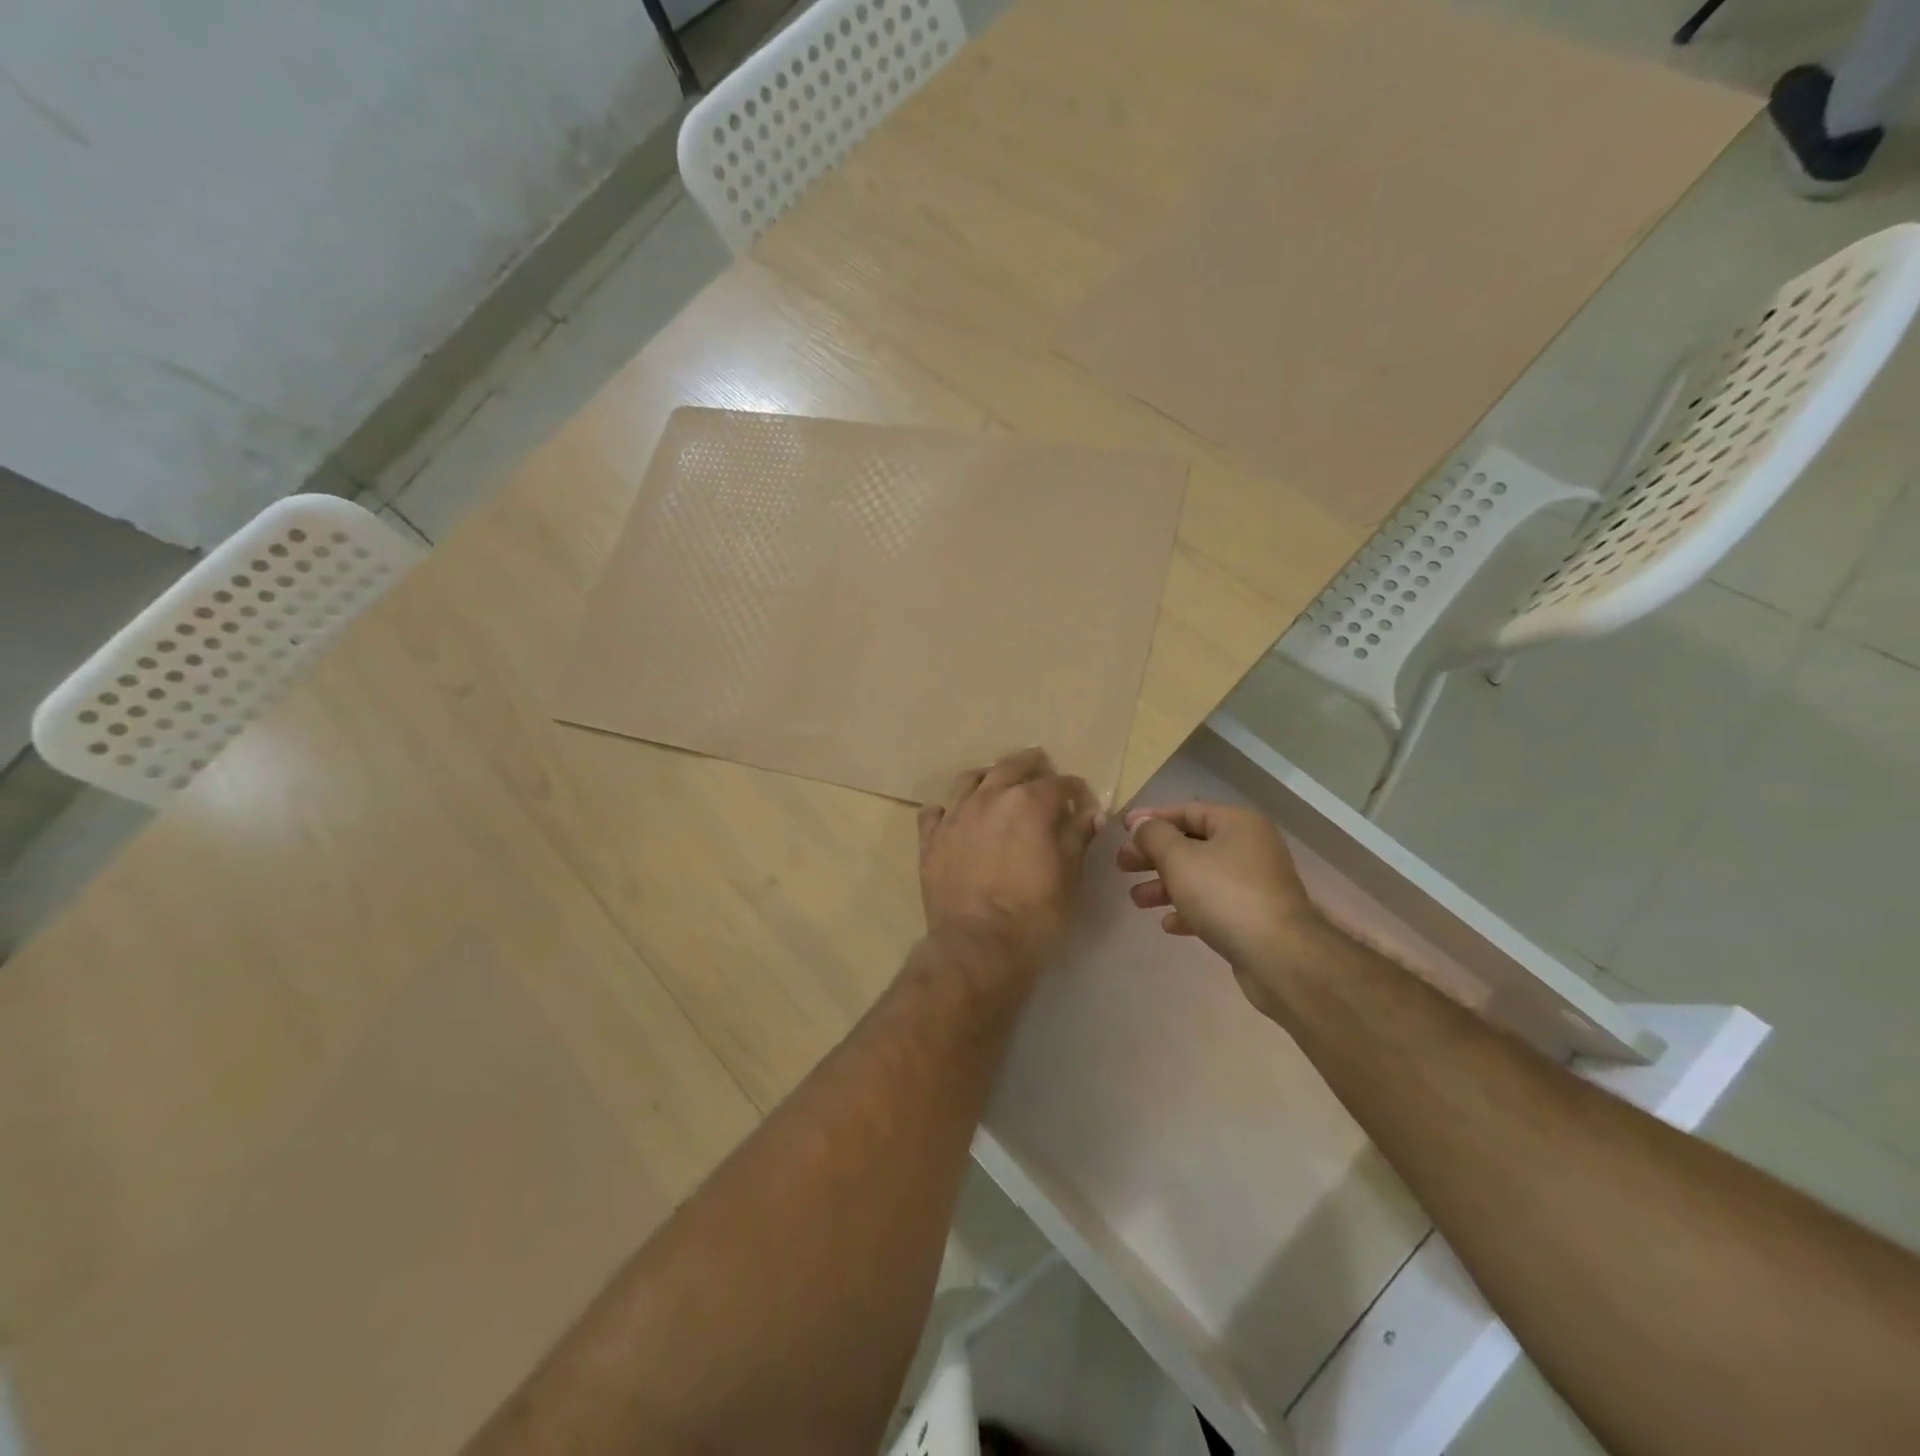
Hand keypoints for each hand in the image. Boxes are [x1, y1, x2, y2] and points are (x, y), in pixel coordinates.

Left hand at [917, 747, 1103, 977]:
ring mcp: (955, 816)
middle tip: (1041, 765)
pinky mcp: (930, 839)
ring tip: (996, 783)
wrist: (977, 946)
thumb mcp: (1068, 877)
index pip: (1058, 783)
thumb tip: (1089, 814)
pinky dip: (948, 809)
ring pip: (969, 779)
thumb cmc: (1033, 914)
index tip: (1082, 801)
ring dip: (988, 777)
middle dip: (1031, 764)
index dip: (1074, 790)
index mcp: (1029, 804)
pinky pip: (935, 811)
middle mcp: (989, 798)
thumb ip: (1077, 839)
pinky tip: (955, 816)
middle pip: (1011, 766)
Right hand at [1117, 801, 1340, 1017]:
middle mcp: (1249, 847)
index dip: (1151, 818)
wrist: (1279, 956)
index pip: (1186, 810)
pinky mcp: (1255, 916)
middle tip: (1123, 866)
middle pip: (1191, 844)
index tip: (1122, 829)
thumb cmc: (1224, 895)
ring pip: (1200, 876)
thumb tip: (1141, 825)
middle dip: (1154, 856)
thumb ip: (1154, 836)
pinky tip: (1168, 924)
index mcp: (1237, 824)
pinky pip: (1214, 904)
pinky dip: (1189, 909)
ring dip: (1165, 885)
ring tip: (1137, 899)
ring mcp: (1254, 883)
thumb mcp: (1178, 858)